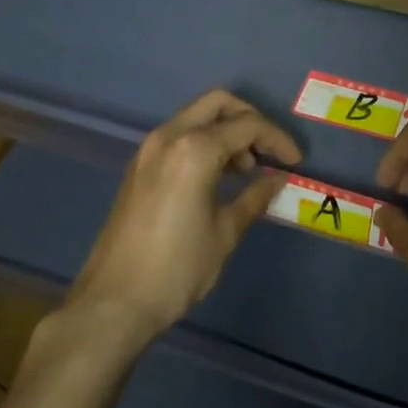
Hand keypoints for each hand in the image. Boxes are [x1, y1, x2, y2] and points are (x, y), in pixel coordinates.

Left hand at [68, 90, 299, 342]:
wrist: (113, 303)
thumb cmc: (176, 269)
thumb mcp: (224, 233)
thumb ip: (254, 197)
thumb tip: (278, 178)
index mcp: (194, 149)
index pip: (247, 126)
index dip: (277, 139)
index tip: (295, 161)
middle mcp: (169, 137)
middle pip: (218, 104)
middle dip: (249, 120)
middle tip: (268, 151)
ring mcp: (149, 150)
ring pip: (196, 117)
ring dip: (225, 131)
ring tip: (246, 170)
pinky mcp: (139, 167)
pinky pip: (179, 136)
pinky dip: (204, 142)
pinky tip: (218, 177)